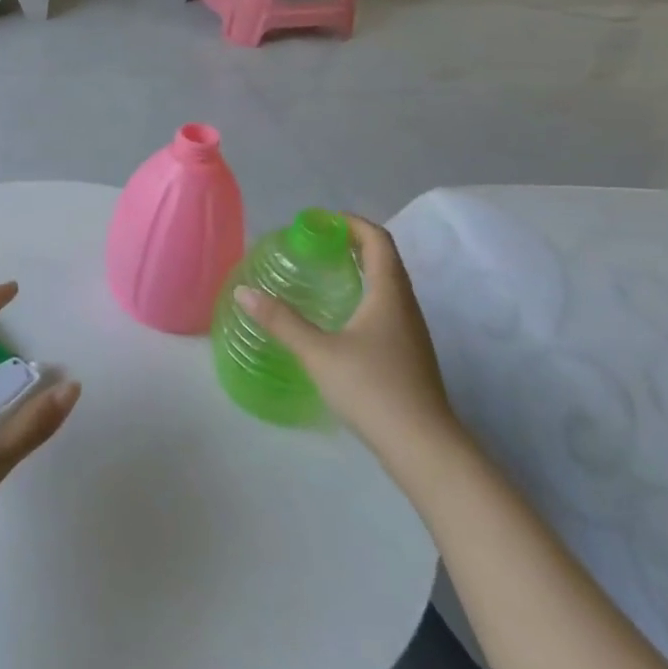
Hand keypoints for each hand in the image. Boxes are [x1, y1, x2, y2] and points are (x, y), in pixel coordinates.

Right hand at [234, 216, 463, 467]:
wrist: (424, 448)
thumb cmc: (372, 389)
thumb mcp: (317, 352)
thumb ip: (280, 320)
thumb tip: (243, 291)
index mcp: (389, 294)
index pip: (378, 241)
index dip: (351, 223)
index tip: (319, 221)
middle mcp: (405, 306)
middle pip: (384, 260)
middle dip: (351, 244)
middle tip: (312, 244)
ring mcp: (410, 333)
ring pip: (386, 286)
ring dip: (358, 270)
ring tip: (320, 273)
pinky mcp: (407, 355)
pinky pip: (385, 309)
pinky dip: (361, 296)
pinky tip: (336, 316)